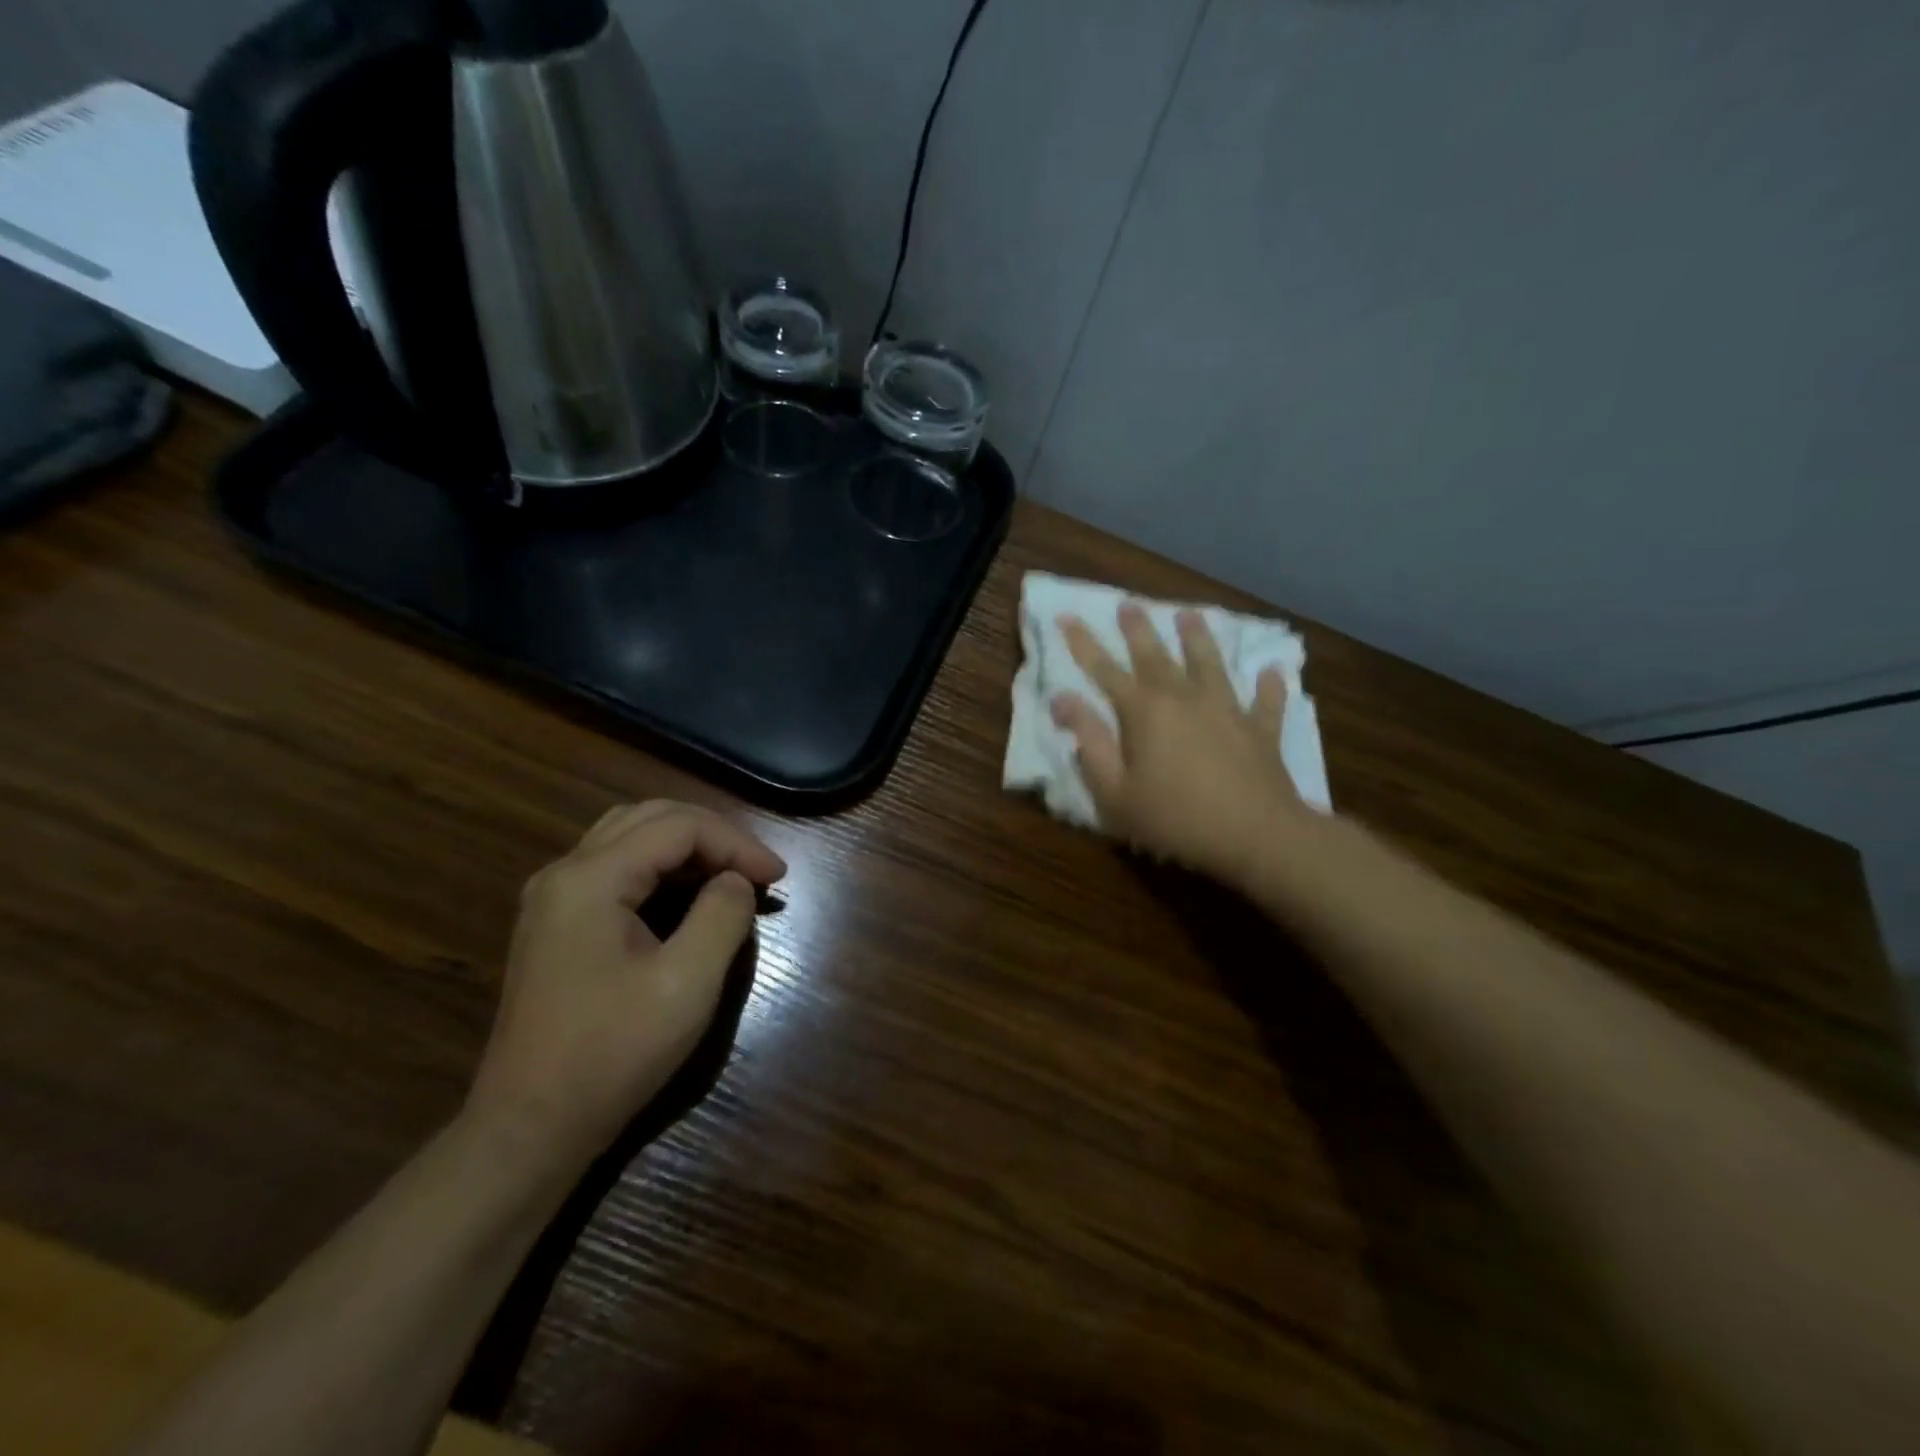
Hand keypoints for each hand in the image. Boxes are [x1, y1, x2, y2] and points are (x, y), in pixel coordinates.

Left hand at [465, 800, 785, 1164]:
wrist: (530, 1128)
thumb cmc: (612, 1054)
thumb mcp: (687, 983)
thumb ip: (722, 916)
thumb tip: (735, 881)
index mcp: (590, 879)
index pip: (678, 827)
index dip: (736, 843)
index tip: (778, 877)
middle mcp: (565, 873)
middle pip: (650, 818)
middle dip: (713, 835)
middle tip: (757, 869)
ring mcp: (554, 898)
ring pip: (630, 836)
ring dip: (687, 845)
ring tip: (731, 874)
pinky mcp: (556, 923)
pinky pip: (616, 867)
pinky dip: (661, 867)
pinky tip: (689, 894)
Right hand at [1051, 603, 1311, 887]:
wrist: (1255, 835)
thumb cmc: (1174, 818)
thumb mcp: (1114, 791)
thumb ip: (1089, 743)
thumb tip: (1063, 700)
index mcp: (1144, 712)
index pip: (1105, 670)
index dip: (1083, 644)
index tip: (1066, 616)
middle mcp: (1184, 698)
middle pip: (1156, 655)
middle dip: (1138, 629)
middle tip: (1129, 603)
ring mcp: (1227, 710)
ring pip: (1210, 664)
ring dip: (1198, 638)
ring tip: (1189, 614)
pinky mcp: (1261, 730)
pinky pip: (1266, 701)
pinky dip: (1268, 686)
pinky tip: (1272, 671)